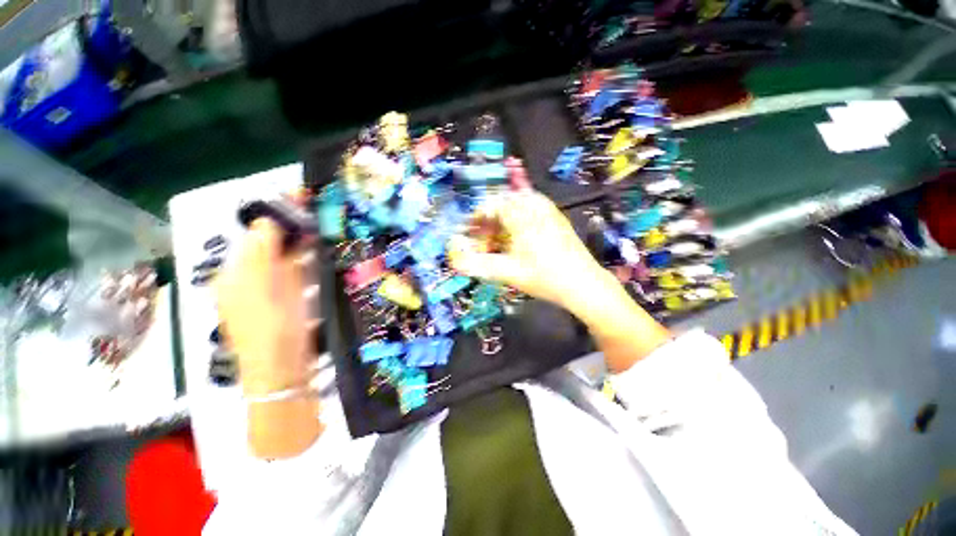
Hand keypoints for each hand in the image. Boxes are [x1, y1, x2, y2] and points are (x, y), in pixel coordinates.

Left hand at [214, 219, 311, 395]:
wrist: (282, 369)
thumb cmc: (270, 328)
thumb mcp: (262, 288)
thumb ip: (262, 252)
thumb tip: (267, 221)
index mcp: (236, 274)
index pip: (255, 235)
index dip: (276, 216)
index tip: (299, 199)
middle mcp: (248, 279)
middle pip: (269, 244)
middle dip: (288, 226)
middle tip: (312, 208)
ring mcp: (269, 291)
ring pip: (283, 257)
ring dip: (298, 240)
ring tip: (318, 225)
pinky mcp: (286, 301)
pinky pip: (293, 272)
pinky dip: (304, 258)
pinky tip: (316, 251)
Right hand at [449, 191, 605, 311]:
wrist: (584, 284)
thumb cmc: (545, 277)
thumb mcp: (508, 272)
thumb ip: (478, 265)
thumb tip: (455, 260)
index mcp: (521, 214)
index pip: (489, 205)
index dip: (475, 220)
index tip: (469, 237)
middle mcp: (534, 204)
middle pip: (501, 205)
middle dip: (488, 225)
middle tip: (483, 246)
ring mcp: (547, 209)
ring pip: (514, 208)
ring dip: (501, 225)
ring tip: (497, 246)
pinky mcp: (554, 217)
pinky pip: (528, 212)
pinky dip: (516, 224)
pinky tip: (515, 242)